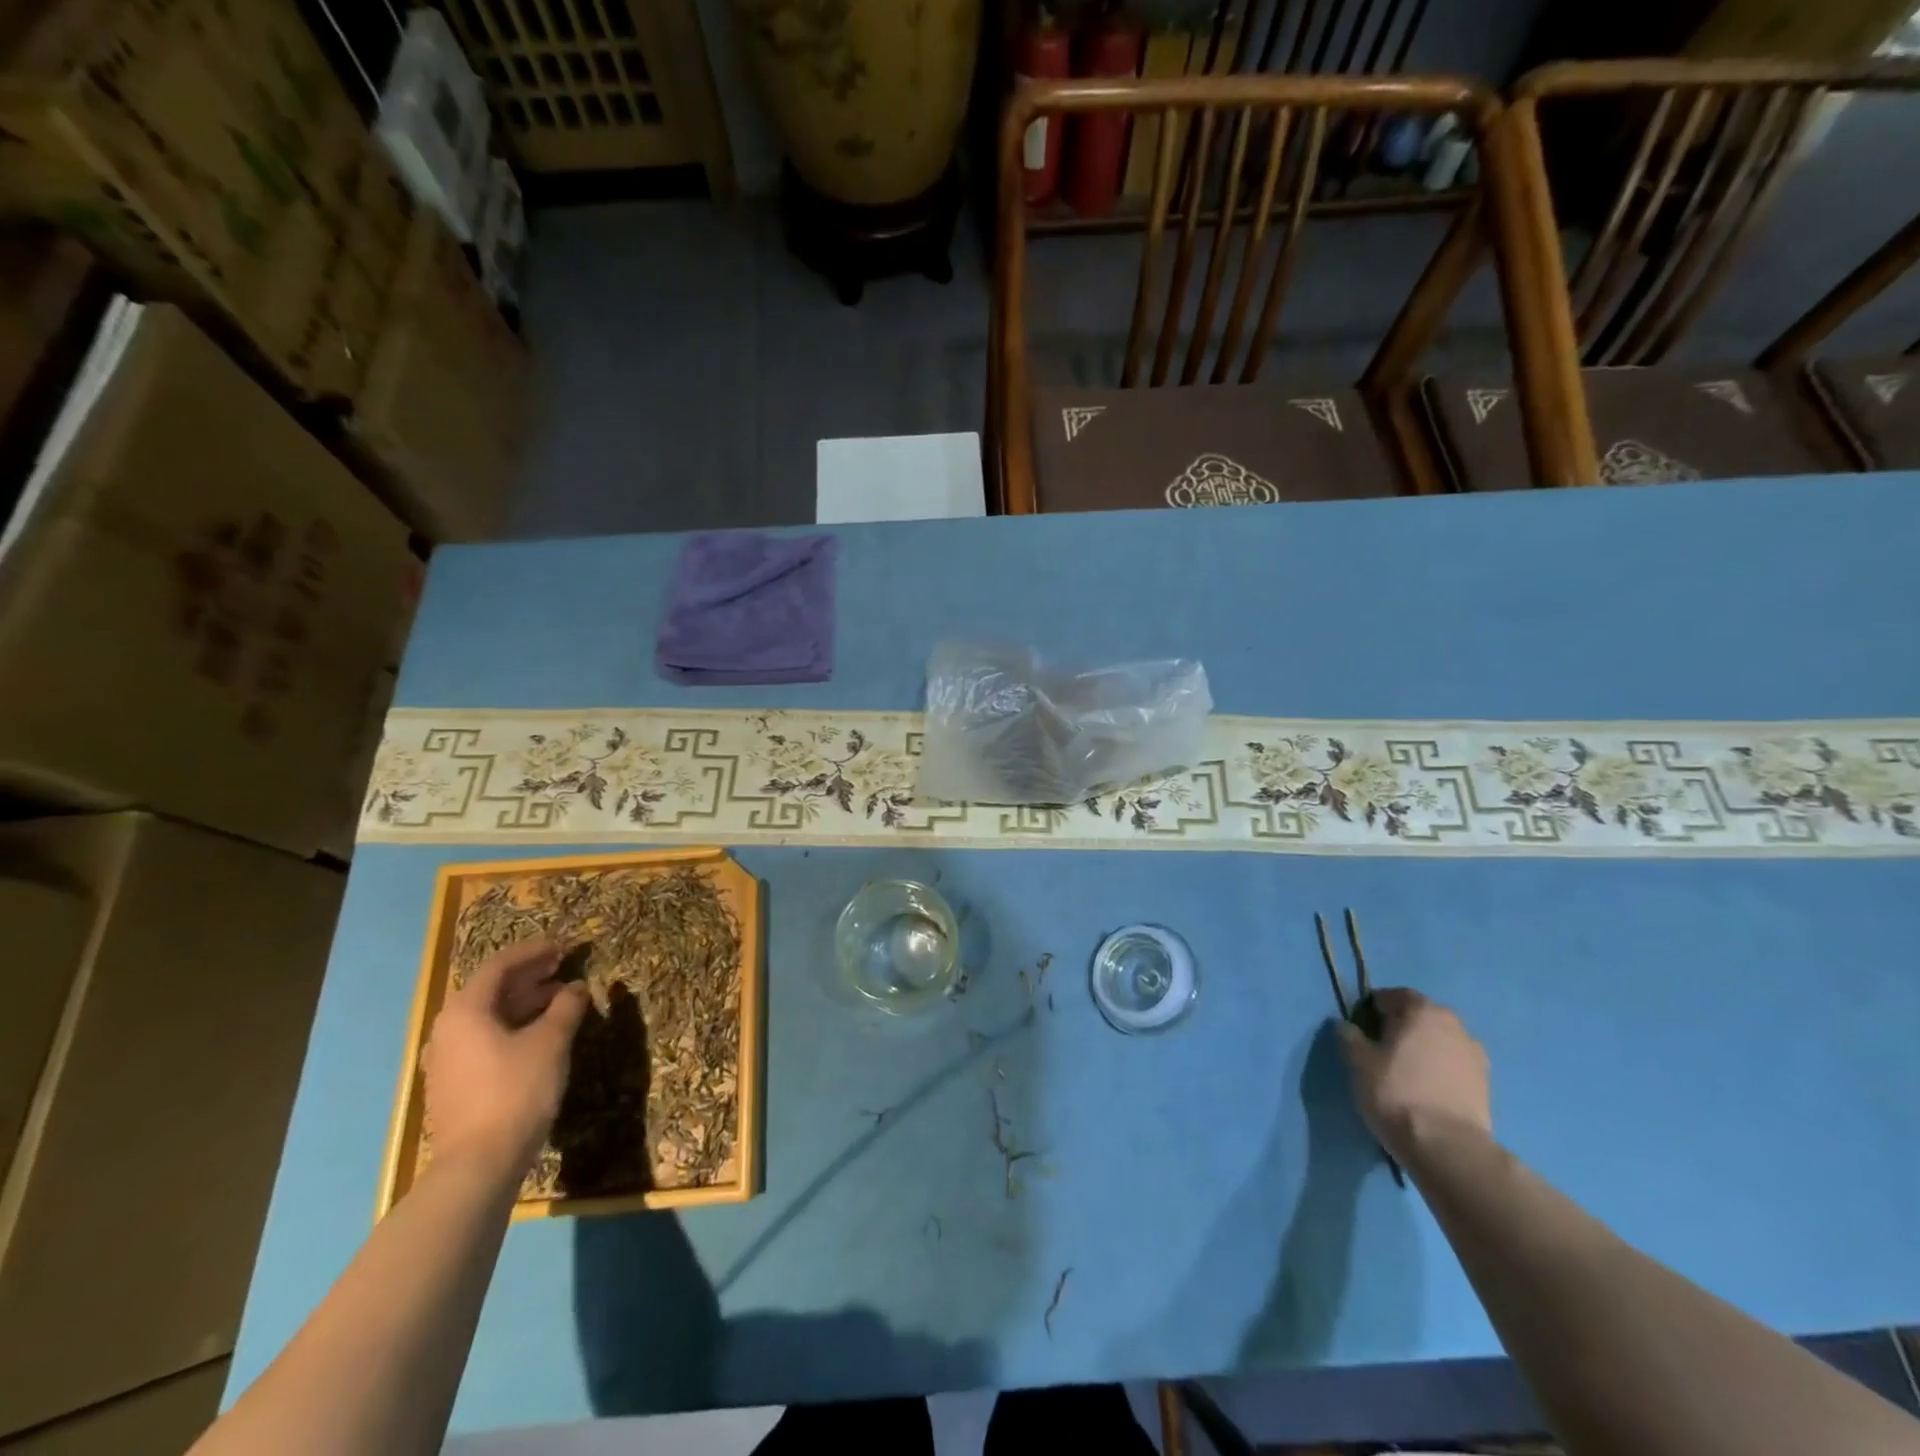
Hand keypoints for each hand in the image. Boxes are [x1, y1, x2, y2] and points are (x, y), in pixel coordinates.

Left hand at [423, 938, 588, 1177]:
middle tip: (562, 968)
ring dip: (524, 1002)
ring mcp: (447, 1059)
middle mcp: (448, 1030)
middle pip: (490, 990)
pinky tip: (540, 1034)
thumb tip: (577, 988)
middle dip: (529, 976)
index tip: (562, 947)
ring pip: (488, 1016)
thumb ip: (566, 1007)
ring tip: (560, 1000)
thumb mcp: (551, 1042)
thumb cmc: (516, 1091)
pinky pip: (485, 1039)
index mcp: (465, 1011)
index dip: (533, 952)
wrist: (479, 1164)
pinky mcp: (454, 1084)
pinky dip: (513, 1026)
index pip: (499, 966)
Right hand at [1337, 988, 1490, 1164]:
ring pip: (1439, 1042)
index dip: (1373, 1009)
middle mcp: (1454, 1024)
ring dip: (1423, 1050)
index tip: (1361, 1029)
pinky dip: (1439, 1071)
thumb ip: (1349, 1036)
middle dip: (1401, 1028)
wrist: (1447, 1147)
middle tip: (1381, 1050)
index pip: (1393, 996)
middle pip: (1420, 1017)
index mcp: (1422, 1010)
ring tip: (1405, 1074)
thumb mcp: (1358, 1062)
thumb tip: (1346, 1026)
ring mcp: (1475, 1055)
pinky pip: (1453, 1066)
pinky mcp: (1486, 1085)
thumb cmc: (1396, 1093)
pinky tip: (1426, 1091)